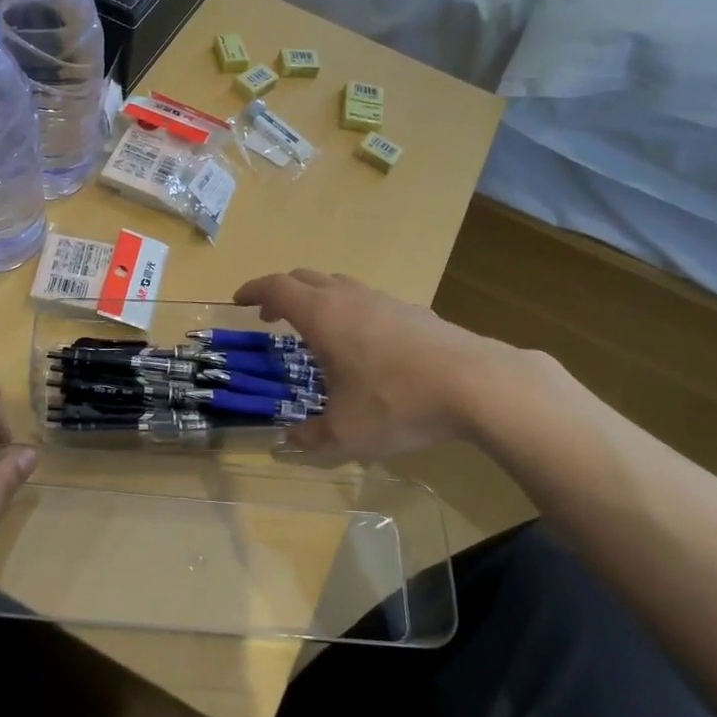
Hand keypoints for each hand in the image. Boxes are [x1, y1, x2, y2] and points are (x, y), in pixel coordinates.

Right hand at [234, 270, 495, 460]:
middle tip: (271, 314)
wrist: (477, 384)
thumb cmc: (397, 403)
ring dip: (318, 299)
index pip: (277, 287)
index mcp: (323, 316)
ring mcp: (385, 301)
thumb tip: (292, 439)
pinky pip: (370, 301)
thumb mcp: (345, 434)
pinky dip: (352, 311)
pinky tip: (365, 344)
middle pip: (306, 278)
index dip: (254, 290)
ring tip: (316, 329)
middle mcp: (350, 298)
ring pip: (340, 286)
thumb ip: (312, 437)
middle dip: (282, 292)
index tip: (239, 300)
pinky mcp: (415, 312)